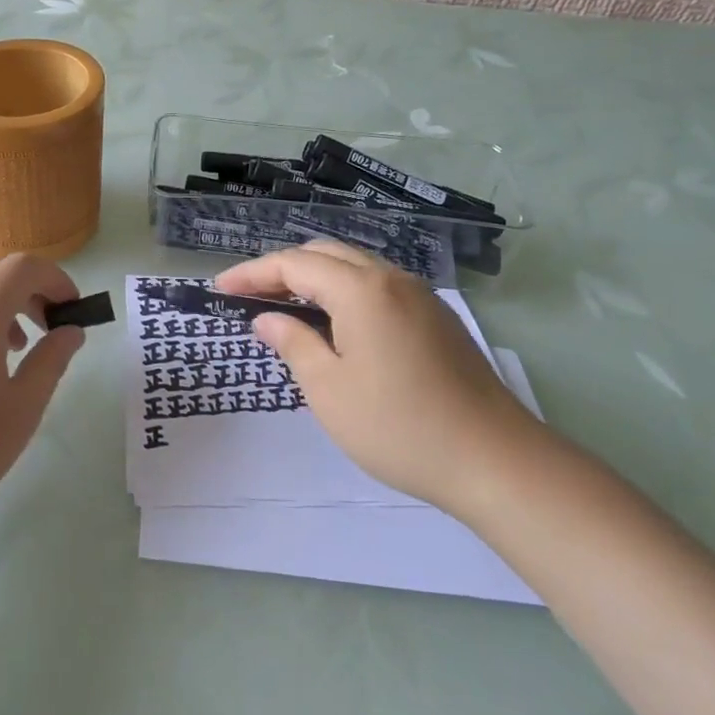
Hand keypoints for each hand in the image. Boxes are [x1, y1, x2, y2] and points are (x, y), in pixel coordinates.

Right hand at [214, 241, 542, 519]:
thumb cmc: (399, 426)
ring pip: (356, 267)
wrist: (495, 460)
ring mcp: (420, 297)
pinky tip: (336, 322)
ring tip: (286, 304)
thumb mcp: (329, 389)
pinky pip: (379, 287)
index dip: (252, 273)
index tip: (220, 289)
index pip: (294, 264)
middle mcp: (392, 279)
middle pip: (325, 254)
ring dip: (315, 277)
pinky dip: (345, 291)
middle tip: (249, 295)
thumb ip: (294, 343)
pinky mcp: (437, 319)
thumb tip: (268, 319)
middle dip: (282, 268)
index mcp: (361, 289)